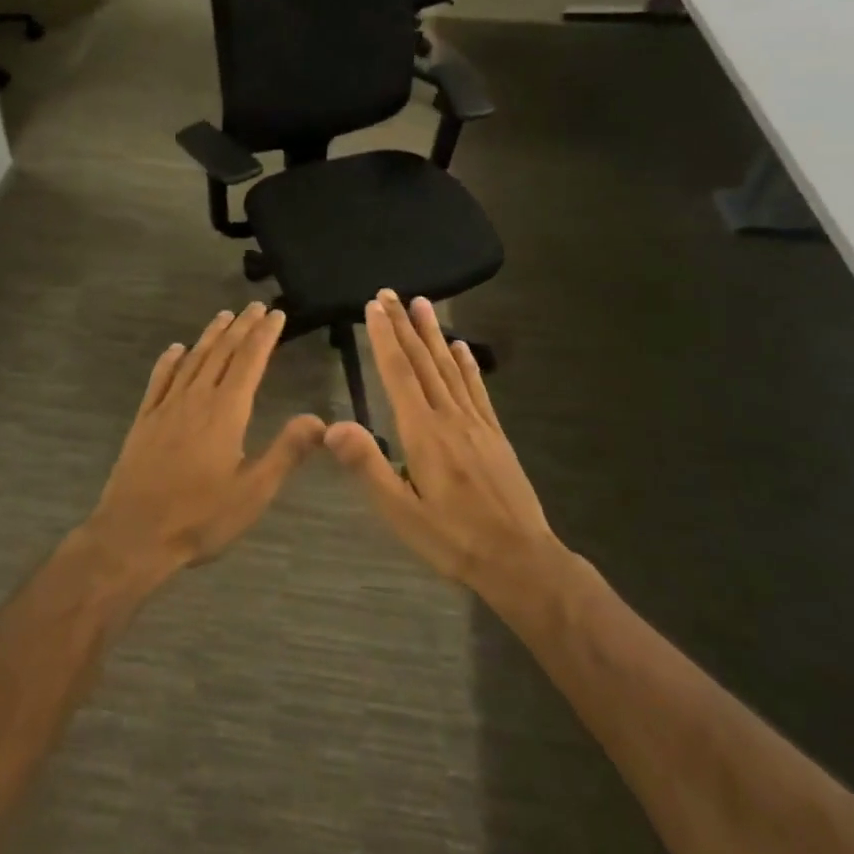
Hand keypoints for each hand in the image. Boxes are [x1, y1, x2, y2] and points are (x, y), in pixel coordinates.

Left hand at [86, 302, 325, 574]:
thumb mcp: (253, 492)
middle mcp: (196, 399)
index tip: (276, 314)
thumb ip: (286, 452)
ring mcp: (166, 407)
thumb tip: (318, 420)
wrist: (133, 535)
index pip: (250, 361)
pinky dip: (170, 360)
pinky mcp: (144, 420)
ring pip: (192, 360)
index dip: (264, 335)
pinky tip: (176, 349)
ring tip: (223, 316)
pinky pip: (159, 380)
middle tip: (255, 306)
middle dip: (241, 327)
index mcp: (226, 413)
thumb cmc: (199, 517)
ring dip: (210, 336)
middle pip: (222, 353)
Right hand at [325, 291, 553, 591]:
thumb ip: (367, 466)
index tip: (374, 307)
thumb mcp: (400, 512)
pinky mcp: (494, 435)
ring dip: (433, 334)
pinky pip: (477, 389)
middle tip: (390, 293)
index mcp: (423, 433)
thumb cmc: (453, 539)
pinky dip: (467, 364)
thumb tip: (333, 425)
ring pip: (449, 368)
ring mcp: (476, 423)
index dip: (384, 338)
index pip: (398, 374)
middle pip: (422, 362)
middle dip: (404, 325)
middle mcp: (449, 417)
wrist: (520, 560)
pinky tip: (461, 348)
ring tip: (422, 304)